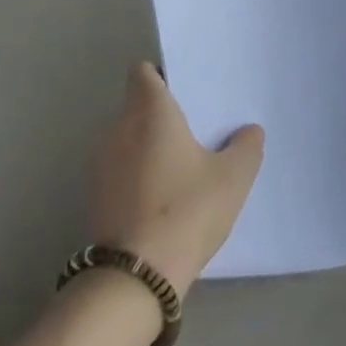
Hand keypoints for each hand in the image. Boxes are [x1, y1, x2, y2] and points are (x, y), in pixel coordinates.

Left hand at [88, 64, 263, 297]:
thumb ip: (245, 148)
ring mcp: (101, 160)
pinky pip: (117, 168)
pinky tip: (157, 200)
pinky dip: (133, 174)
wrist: (136, 273)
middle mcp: (119, 126)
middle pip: (136, 105)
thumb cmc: (186, 210)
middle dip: (159, 116)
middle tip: (192, 135)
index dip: (160, 77)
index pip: (143, 72)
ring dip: (145, 147)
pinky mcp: (94, 192)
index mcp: (150, 111)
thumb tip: (250, 130)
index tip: (183, 95)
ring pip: (125, 138)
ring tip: (176, 170)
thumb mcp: (231, 180)